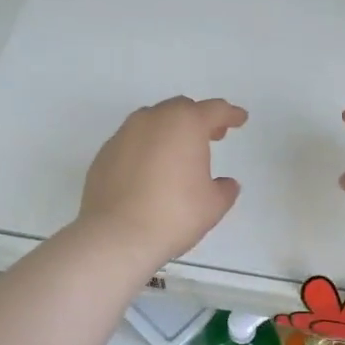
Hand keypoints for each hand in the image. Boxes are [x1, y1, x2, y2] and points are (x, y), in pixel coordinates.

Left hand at [78, 96, 247, 266]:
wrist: (116, 236)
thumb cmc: (174, 215)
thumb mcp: (213, 205)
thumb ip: (224, 189)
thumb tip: (226, 184)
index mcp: (185, 124)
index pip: (214, 110)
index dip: (231, 114)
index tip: (240, 119)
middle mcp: (153, 119)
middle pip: (181, 109)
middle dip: (198, 119)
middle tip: (211, 136)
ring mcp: (124, 134)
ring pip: (153, 121)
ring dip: (170, 130)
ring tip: (178, 153)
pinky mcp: (104, 153)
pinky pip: (132, 141)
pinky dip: (146, 148)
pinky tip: (151, 171)